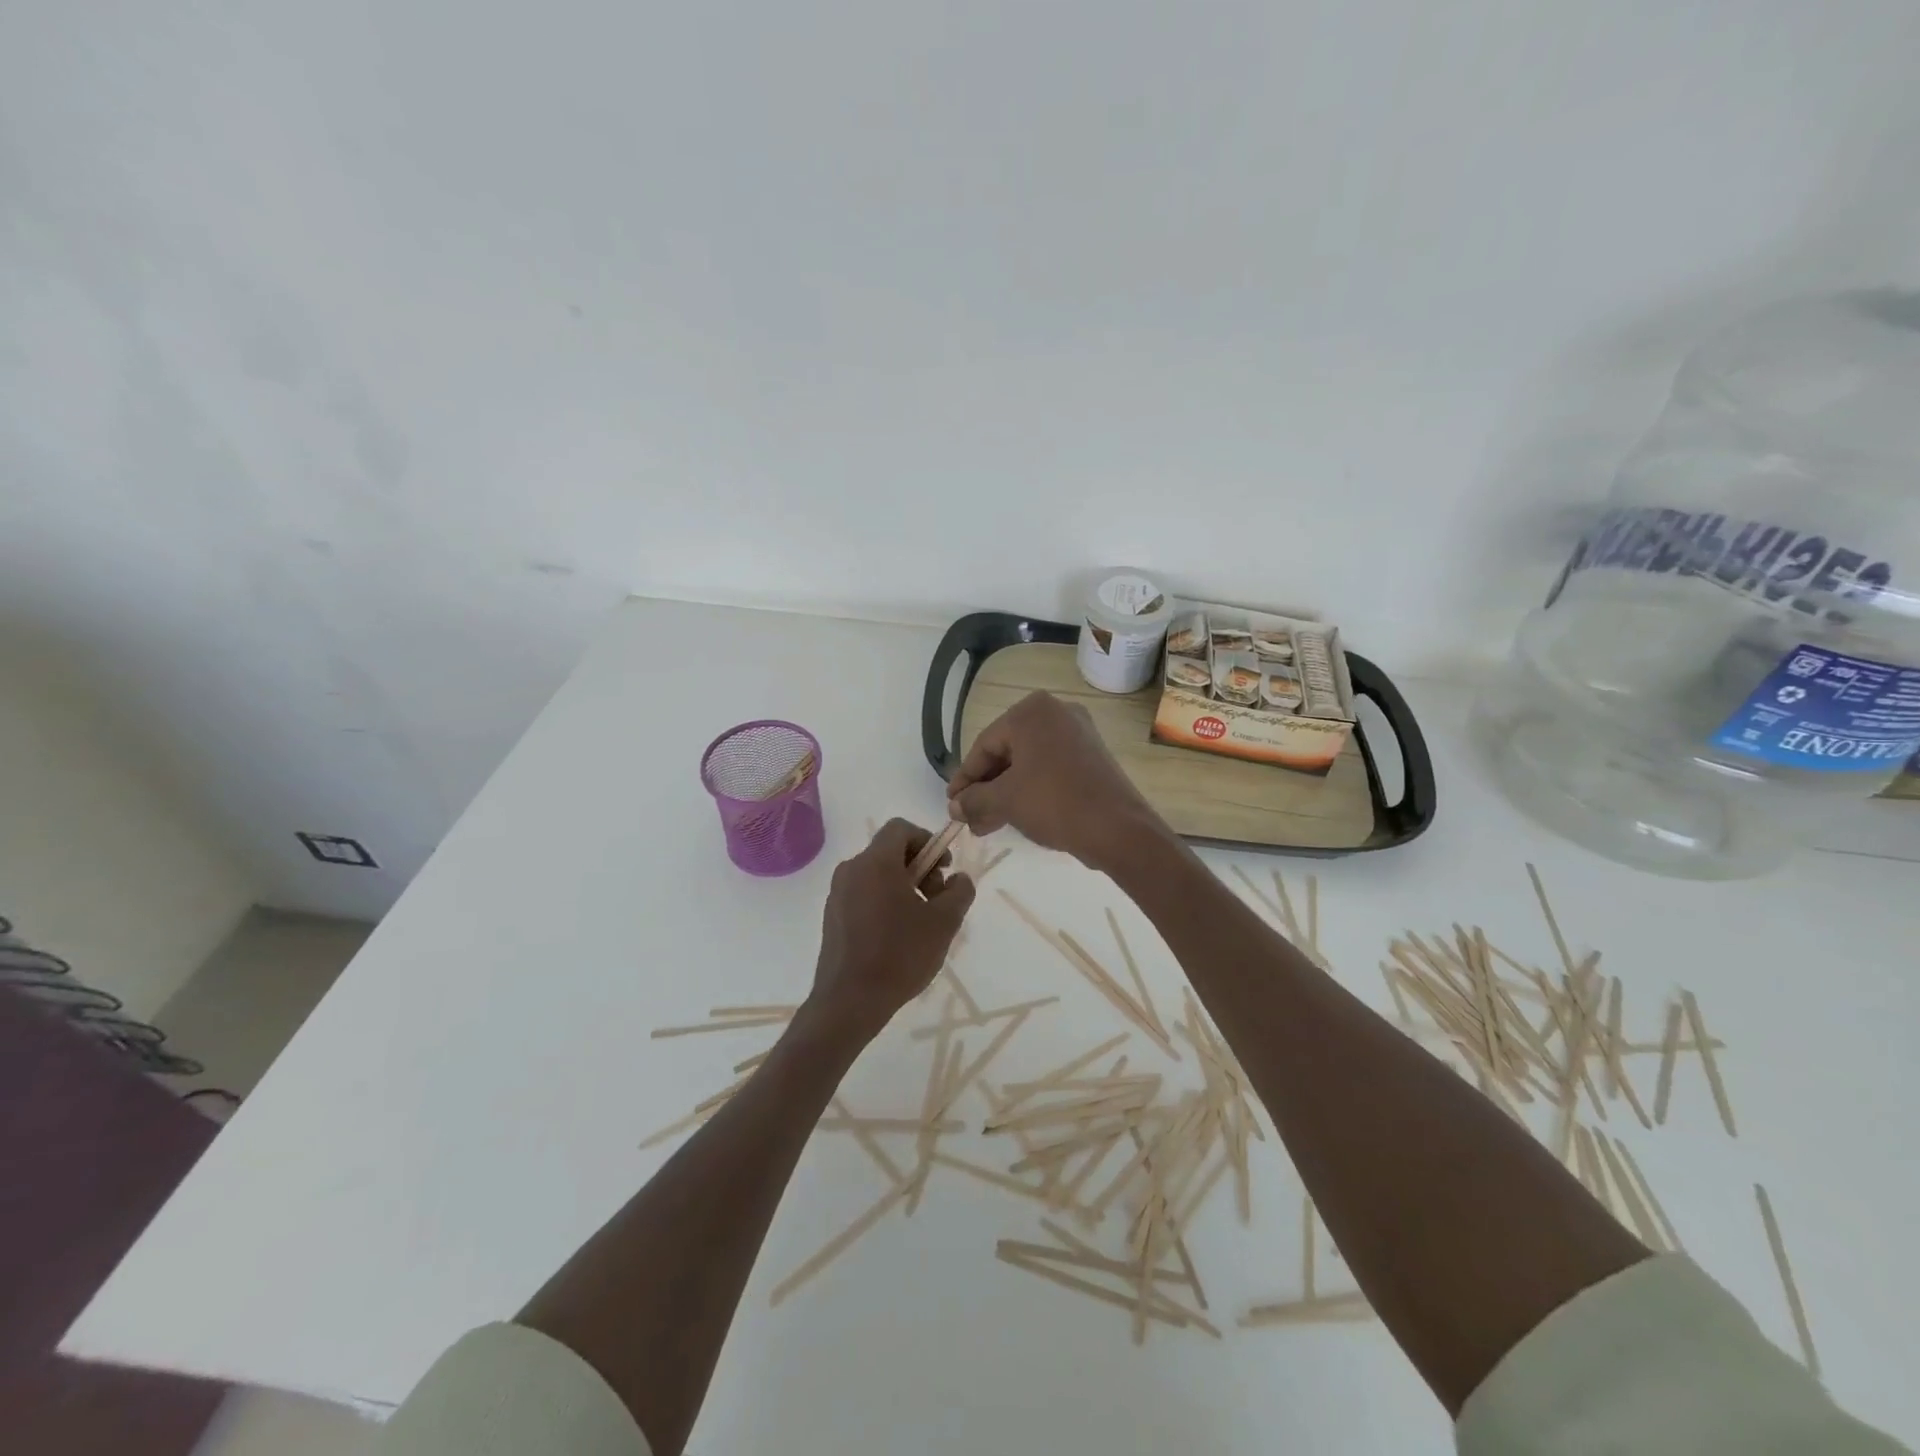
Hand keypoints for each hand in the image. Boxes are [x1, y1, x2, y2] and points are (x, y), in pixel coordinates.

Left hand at [807, 819, 975, 1037]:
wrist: (849, 1001)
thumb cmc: (900, 955)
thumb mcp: (944, 923)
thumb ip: (959, 891)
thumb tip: (959, 879)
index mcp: (875, 862)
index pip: (901, 828)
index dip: (927, 841)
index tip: (943, 869)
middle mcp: (851, 869)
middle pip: (889, 851)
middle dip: (919, 867)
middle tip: (936, 899)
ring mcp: (837, 893)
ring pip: (876, 874)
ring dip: (903, 886)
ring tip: (920, 921)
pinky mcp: (832, 916)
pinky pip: (863, 894)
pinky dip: (884, 901)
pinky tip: (897, 936)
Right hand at [946, 691, 1164, 871]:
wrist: (1118, 829)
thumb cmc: (1054, 802)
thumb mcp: (1005, 800)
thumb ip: (973, 799)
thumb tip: (955, 807)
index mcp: (1031, 712)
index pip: (984, 746)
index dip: (964, 779)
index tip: (952, 805)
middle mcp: (1056, 712)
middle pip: (1006, 753)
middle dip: (985, 789)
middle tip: (968, 818)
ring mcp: (1078, 733)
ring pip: (1027, 763)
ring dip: (1004, 794)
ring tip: (986, 825)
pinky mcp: (1092, 755)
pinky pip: (1049, 768)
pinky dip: (1029, 789)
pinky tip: (1014, 816)